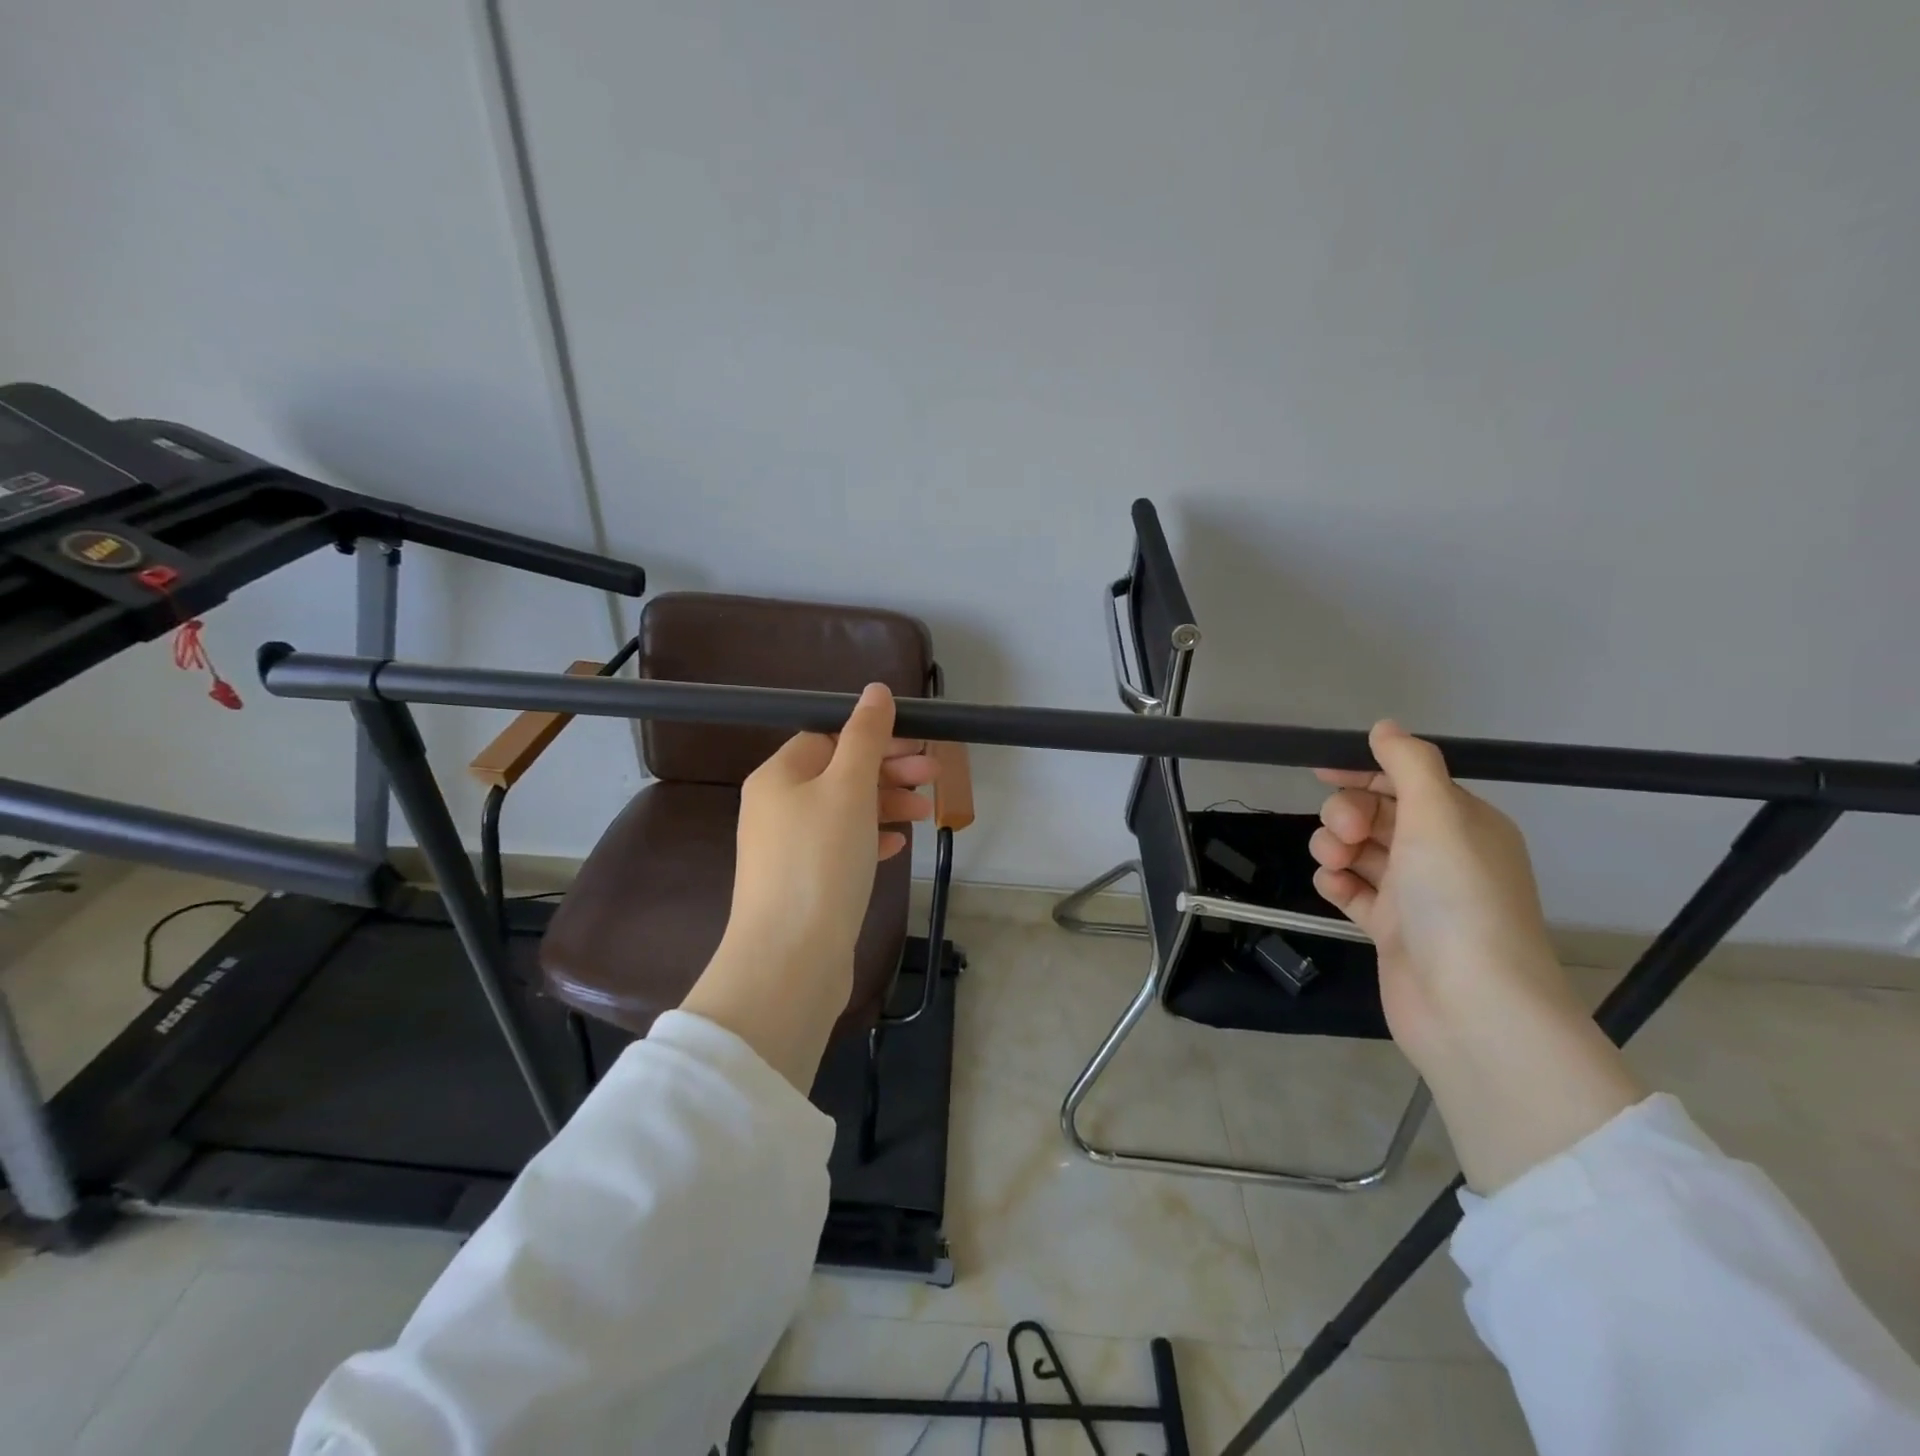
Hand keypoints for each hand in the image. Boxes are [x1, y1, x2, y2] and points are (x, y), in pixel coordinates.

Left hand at [685, 684, 935, 1089]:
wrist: (790, 961)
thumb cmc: (820, 862)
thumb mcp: (848, 787)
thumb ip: (865, 737)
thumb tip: (876, 691)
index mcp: (778, 777)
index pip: (829, 738)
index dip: (875, 738)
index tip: (918, 747)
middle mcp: (776, 808)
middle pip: (839, 774)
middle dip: (889, 772)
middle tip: (936, 774)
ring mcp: (788, 850)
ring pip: (844, 812)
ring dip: (886, 804)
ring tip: (927, 813)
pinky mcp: (803, 885)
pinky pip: (840, 848)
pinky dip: (870, 839)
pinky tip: (896, 846)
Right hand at [1309, 720, 1572, 1066]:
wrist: (1469, 1004)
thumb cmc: (1457, 898)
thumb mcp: (1438, 814)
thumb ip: (1409, 764)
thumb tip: (1385, 727)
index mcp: (1463, 824)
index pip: (1407, 782)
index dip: (1363, 771)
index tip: (1320, 771)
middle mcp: (1441, 855)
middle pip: (1376, 814)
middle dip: (1347, 815)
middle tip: (1345, 834)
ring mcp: (1414, 895)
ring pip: (1358, 851)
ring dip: (1335, 848)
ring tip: (1334, 864)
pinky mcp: (1389, 929)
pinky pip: (1352, 891)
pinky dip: (1337, 884)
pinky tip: (1333, 889)